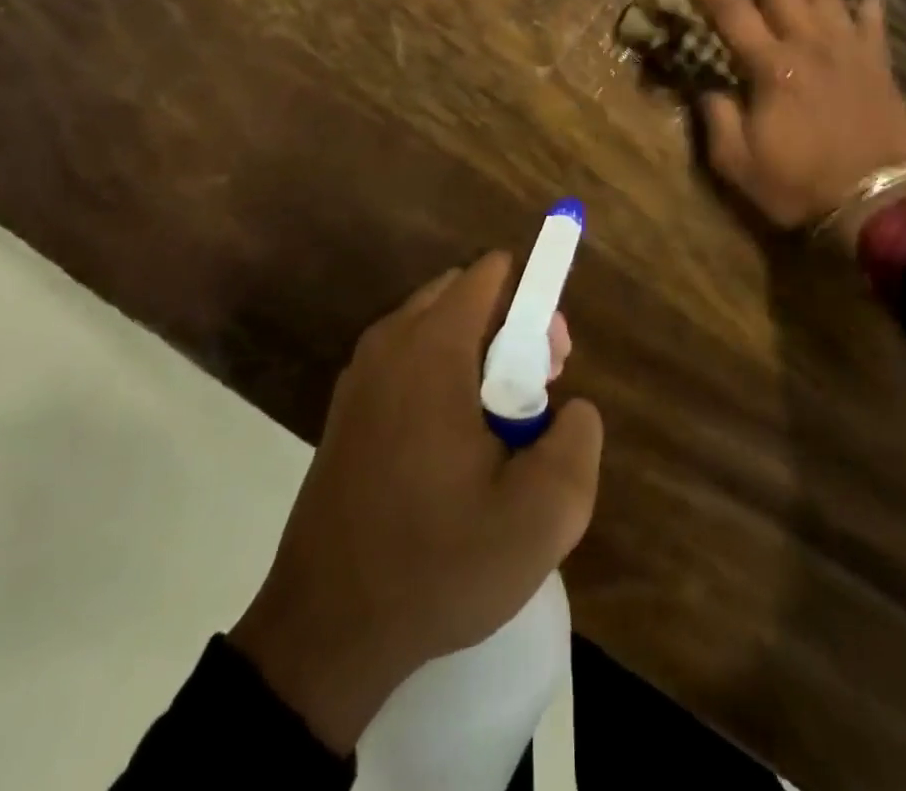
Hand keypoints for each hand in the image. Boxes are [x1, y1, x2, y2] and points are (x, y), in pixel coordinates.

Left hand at [230, 254, 603, 753]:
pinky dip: (441, 376)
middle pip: (464, 295)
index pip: (491, 274)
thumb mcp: (542, 516)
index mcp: (432, 348)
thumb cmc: (438, 564)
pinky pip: (408, 359)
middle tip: (531, 400)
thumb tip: (572, 407)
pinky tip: (450, 449)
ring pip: (435, 327)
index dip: (535, 306)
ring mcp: (360, 374)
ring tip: (496, 431)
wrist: (326, 632)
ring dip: (476, 356)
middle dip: (509, 329)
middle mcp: (390, 343)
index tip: (551, 367)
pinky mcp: (346, 407)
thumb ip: (578, 440)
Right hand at [674, 0, 905, 243]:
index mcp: (769, 67)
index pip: (728, 9)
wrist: (873, 203)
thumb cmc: (797, 184)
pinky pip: (873, 16)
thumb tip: (707, 85)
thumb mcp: (737, 162)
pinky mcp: (876, 61)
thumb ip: (717, 118)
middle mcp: (808, 44)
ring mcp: (847, 48)